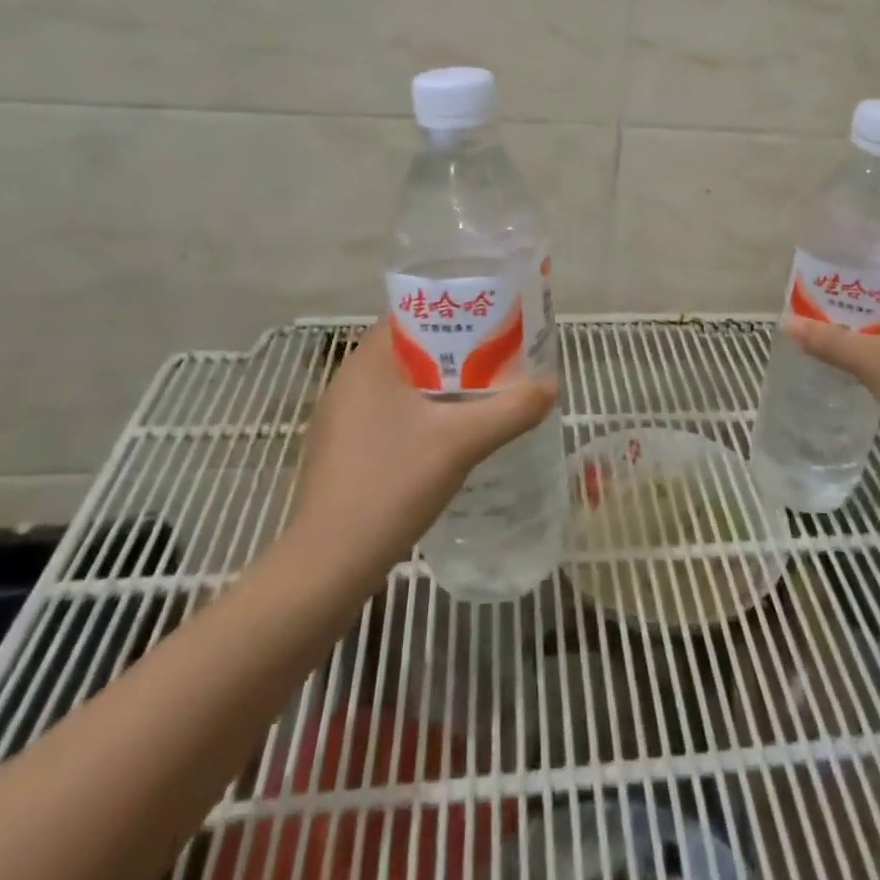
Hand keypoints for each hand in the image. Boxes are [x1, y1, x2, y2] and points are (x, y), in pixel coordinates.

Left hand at [275, 320, 555, 583]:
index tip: (494, 322)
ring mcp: (342, 419)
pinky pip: (391, 416)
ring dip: (442, 387)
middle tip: (501, 360)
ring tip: (485, 396)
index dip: (456, 313)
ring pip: (403, 387)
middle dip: (458, 353)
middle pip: (412, 350)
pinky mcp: (344, 452)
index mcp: (370, 362)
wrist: (328, 566)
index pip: (414, 314)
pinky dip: (423, 416)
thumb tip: (551, 387)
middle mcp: (350, 381)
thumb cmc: (391, 484)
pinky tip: (450, 439)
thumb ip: (511, 409)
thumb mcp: (462, 442)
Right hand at [785, 270, 879, 475]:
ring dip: (856, 326)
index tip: (836, 260)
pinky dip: (863, 351)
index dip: (871, 262)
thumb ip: (830, 341)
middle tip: (815, 289)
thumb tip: (785, 323)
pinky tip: (834, 354)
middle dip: (854, 296)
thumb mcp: (873, 361)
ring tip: (816, 317)